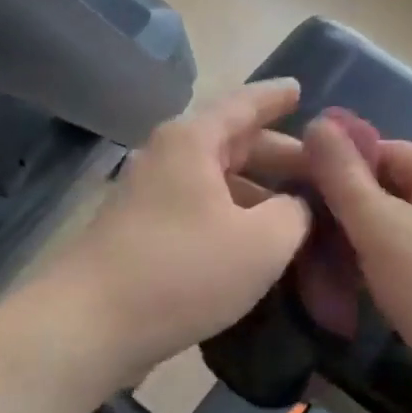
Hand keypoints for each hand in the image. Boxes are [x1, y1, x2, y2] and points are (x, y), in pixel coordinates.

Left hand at [29, 81, 312, 389]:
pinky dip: (230, 218)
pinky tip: (254, 245)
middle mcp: (166, 157)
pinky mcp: (140, 231)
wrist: (90, 324)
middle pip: (231, 143)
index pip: (244, 104)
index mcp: (193, 141)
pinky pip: (198, 210)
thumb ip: (292, 214)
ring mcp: (148, 195)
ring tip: (297, 214)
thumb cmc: (183, 270)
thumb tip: (294, 206)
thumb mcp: (261, 243)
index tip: (300, 89)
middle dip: (277, 155)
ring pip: (214, 181)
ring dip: (255, 193)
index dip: (276, 97)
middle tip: (321, 170)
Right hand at [303, 117, 411, 412]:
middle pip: (389, 188)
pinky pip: (408, 255)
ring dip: (358, 240)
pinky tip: (348, 283)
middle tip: (303, 231)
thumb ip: (343, 176)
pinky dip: (379, 264)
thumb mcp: (381, 228)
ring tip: (318, 260)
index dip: (338, 168)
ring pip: (395, 225)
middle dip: (345, 209)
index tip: (297, 190)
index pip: (384, 150)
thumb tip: (315, 122)